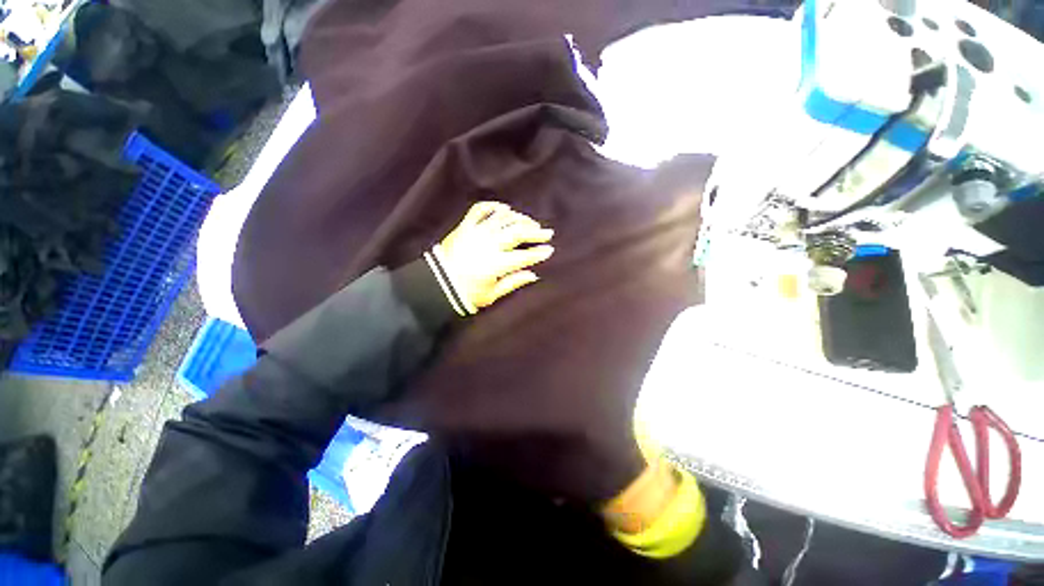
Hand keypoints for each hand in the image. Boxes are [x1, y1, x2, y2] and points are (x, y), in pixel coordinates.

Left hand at [433, 202, 553, 312]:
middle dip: (535, 231)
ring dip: (519, 218)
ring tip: (529, 223)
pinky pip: (480, 209)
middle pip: (517, 232)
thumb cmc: (467, 293)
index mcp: (497, 264)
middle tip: (546, 232)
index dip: (539, 252)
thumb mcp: (492, 294)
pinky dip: (494, 206)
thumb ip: (514, 282)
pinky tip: (505, 208)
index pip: (524, 256)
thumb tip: (533, 274)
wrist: (437, 284)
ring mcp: (476, 232)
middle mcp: (489, 244)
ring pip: (503, 218)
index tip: (549, 249)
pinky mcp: (465, 226)